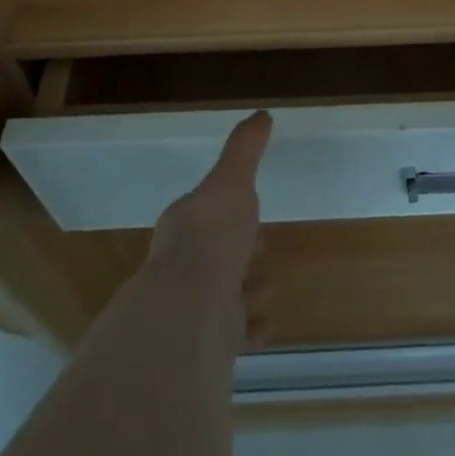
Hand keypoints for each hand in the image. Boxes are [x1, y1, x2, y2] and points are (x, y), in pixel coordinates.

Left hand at [148, 111, 272, 328]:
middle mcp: (183, 264)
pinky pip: (233, 333)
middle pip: (213, 252)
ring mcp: (194, 305)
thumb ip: (245, 149)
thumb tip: (261, 114)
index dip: (226, 207)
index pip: (205, 212)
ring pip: (222, 293)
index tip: (249, 204)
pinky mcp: (208, 341)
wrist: (191, 311)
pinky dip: (251, 326)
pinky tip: (267, 325)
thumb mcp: (231, 180)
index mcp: (185, 225)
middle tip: (263, 245)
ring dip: (245, 287)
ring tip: (271, 284)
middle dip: (237, 248)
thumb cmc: (211, 235)